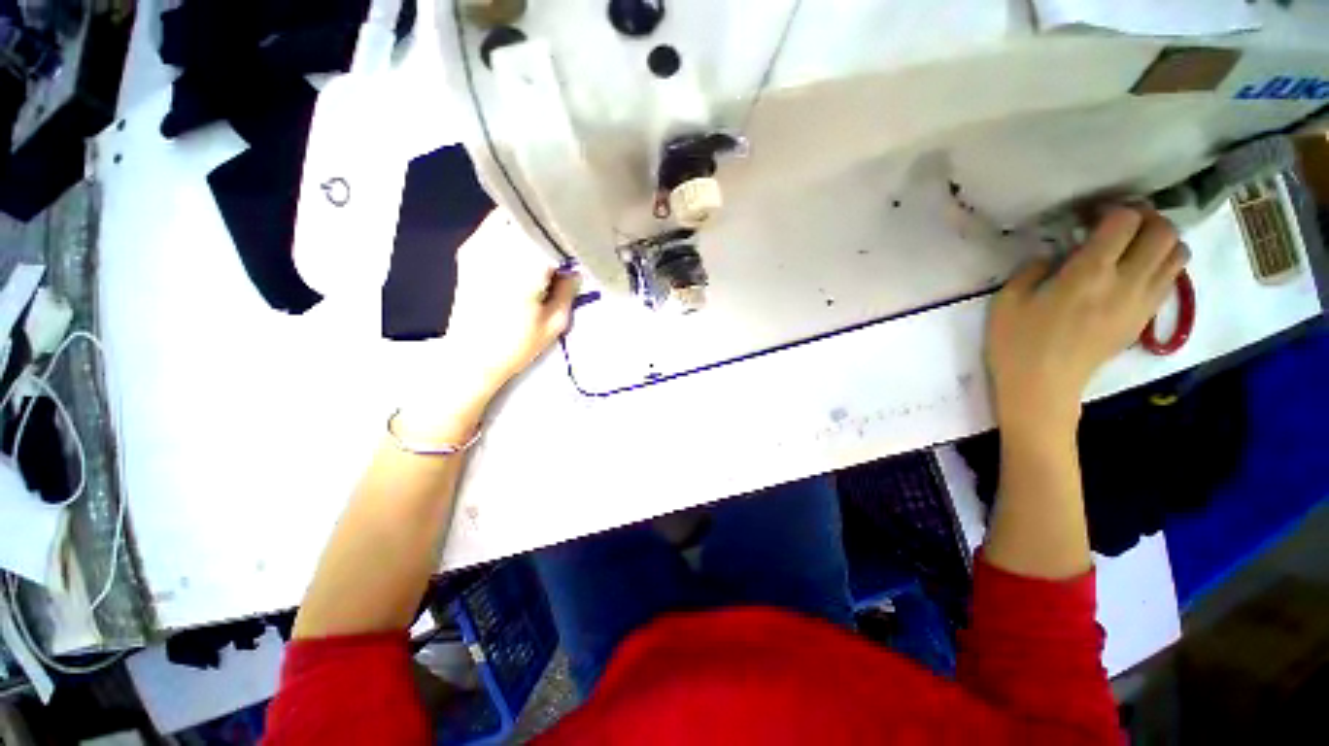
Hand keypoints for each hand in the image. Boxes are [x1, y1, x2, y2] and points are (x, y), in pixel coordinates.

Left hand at [394, 211, 578, 441]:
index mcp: (524, 269)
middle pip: (534, 224)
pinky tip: (524, 241)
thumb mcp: (555, 322)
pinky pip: (494, 225)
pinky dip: (513, 227)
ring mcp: (479, 246)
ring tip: (548, 242)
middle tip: (568, 243)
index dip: (570, 240)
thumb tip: (576, 267)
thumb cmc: (517, 345)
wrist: (471, 357)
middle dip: (552, 232)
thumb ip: (569, 289)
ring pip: (513, 219)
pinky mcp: (468, 251)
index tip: (582, 248)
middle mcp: (500, 249)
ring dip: (533, 228)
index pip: (553, 238)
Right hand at [986, 207, 1188, 436]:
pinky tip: (1137, 270)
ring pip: (1177, 253)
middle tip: (1119, 224)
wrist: (1043, 386)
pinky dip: (1163, 264)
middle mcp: (1126, 281)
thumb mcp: (1008, 300)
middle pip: (1163, 231)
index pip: (1124, 221)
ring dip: (1161, 240)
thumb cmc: (1018, 343)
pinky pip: (1171, 278)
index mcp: (1089, 273)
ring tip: (1134, 245)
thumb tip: (1053, 255)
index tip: (1089, 215)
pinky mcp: (1144, 317)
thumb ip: (1032, 269)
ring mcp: (1141, 301)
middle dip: (1146, 218)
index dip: (1111, 209)